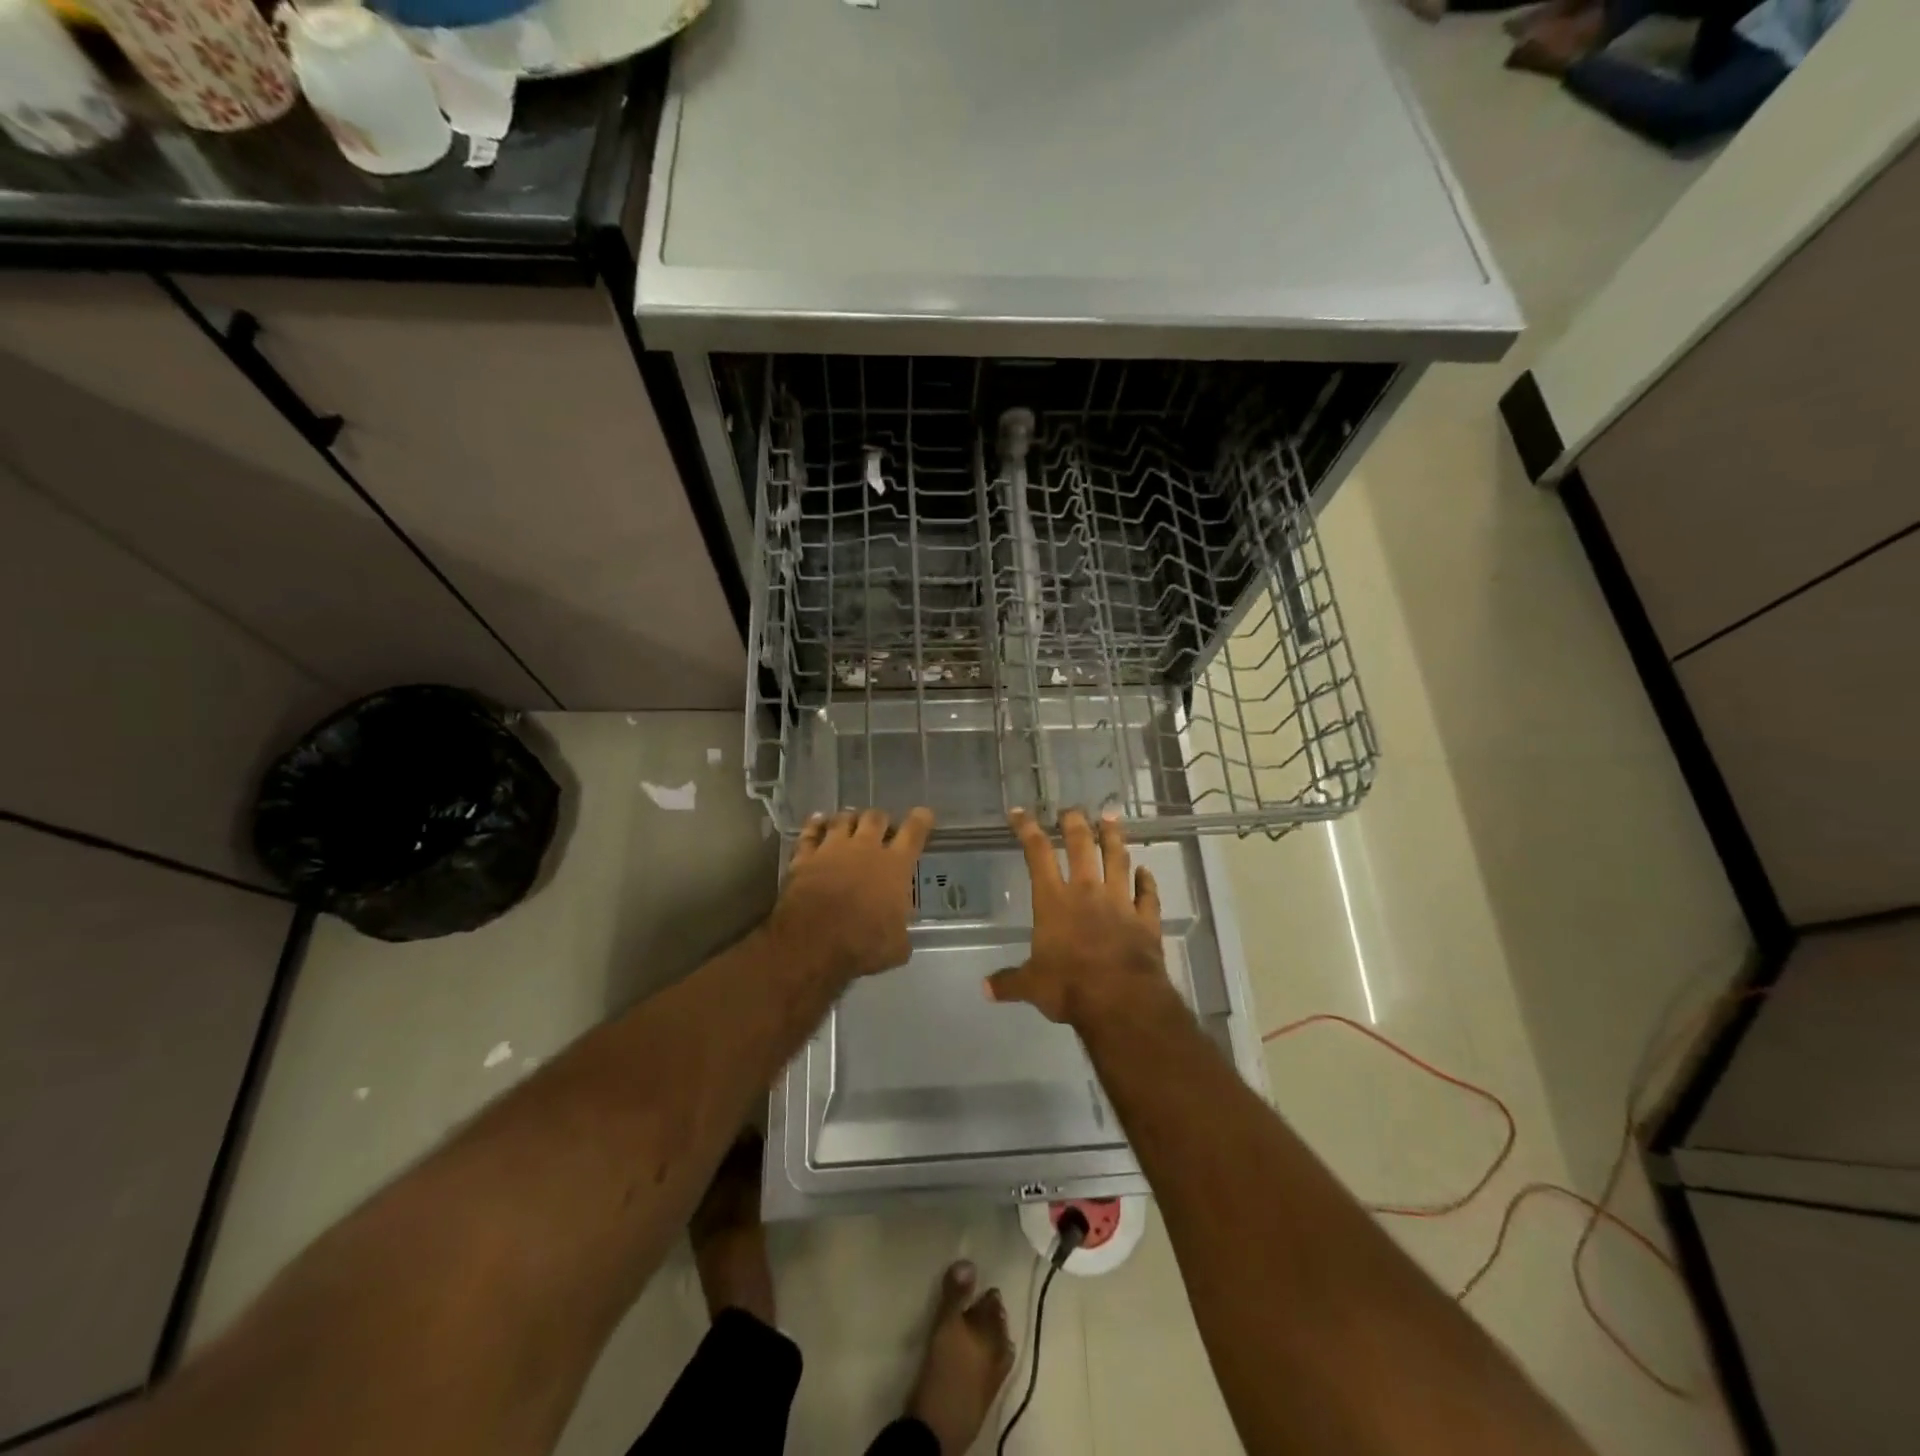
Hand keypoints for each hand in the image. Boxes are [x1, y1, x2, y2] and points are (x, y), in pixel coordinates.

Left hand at [771, 808, 933, 981]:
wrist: (813, 943)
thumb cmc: (863, 944)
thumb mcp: (896, 947)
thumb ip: (901, 933)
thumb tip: (900, 935)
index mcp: (895, 866)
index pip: (914, 832)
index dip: (921, 820)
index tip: (923, 814)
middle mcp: (865, 848)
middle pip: (875, 818)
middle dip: (881, 820)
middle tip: (881, 827)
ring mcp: (832, 848)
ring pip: (843, 819)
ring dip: (850, 818)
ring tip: (851, 821)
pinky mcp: (805, 857)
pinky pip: (810, 832)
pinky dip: (815, 824)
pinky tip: (817, 821)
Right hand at [985, 809, 1169, 1028]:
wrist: (1121, 1001)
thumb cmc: (1069, 987)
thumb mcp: (1032, 986)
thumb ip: (1009, 982)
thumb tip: (984, 988)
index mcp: (1053, 900)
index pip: (1038, 854)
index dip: (1027, 829)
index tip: (1020, 812)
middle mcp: (1087, 892)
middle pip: (1082, 846)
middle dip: (1075, 823)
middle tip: (1072, 809)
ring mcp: (1120, 902)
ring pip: (1117, 860)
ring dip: (1114, 837)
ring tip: (1112, 817)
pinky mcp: (1146, 920)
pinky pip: (1147, 894)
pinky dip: (1146, 881)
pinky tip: (1145, 871)